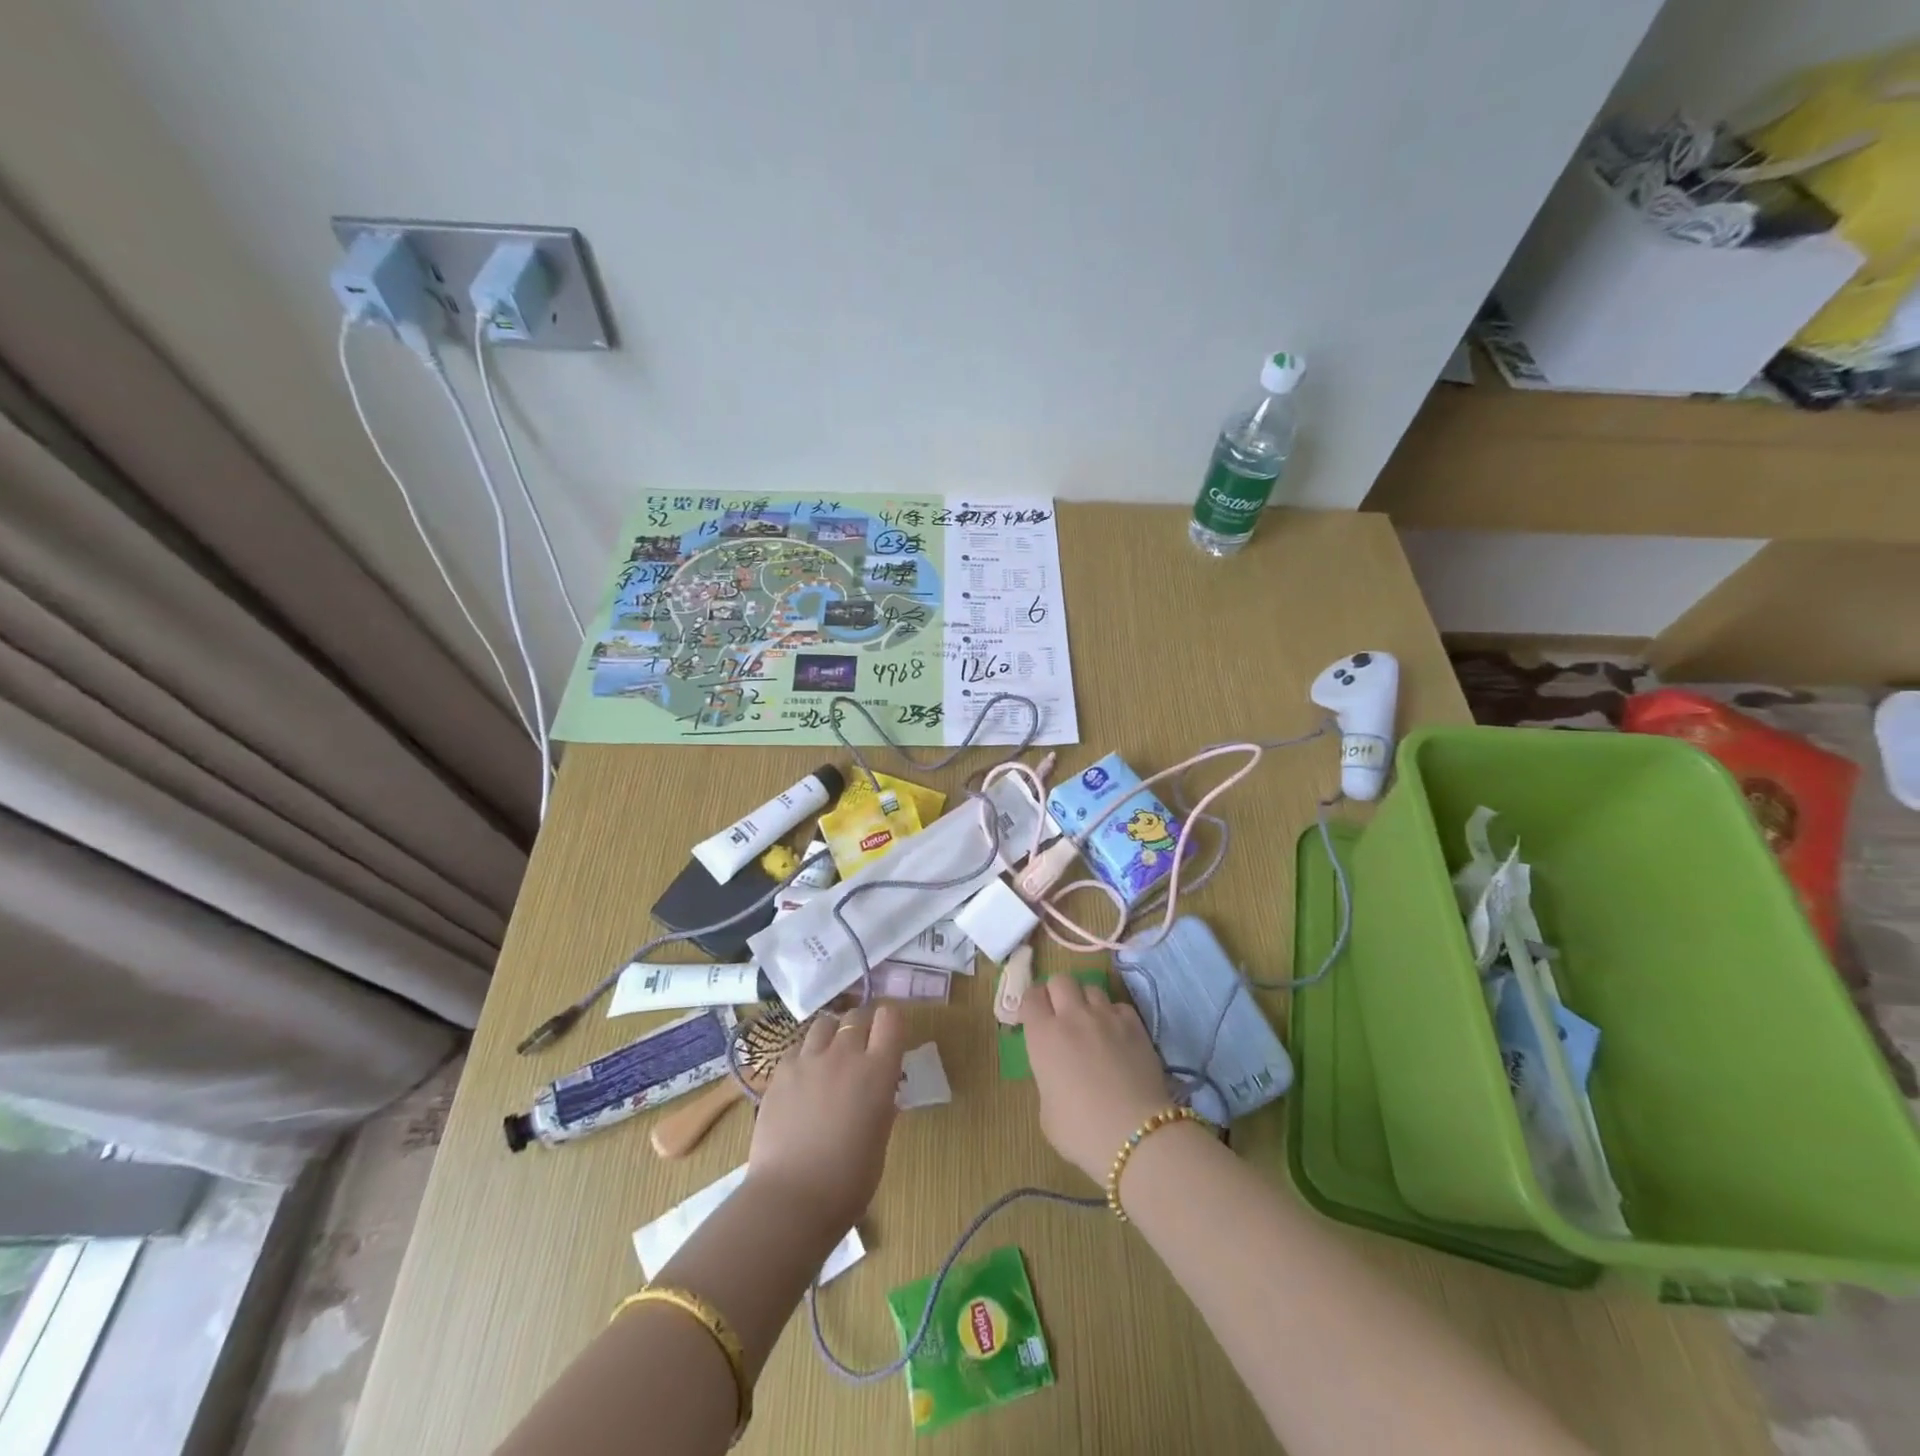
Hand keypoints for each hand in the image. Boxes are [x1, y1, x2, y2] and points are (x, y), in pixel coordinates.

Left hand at [746, 1004, 906, 1233]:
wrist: (791, 1199)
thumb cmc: (848, 1181)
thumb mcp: (879, 1139)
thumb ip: (881, 1105)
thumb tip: (880, 1092)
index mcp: (877, 1071)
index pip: (890, 1018)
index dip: (891, 1024)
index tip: (889, 1039)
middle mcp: (844, 1055)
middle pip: (857, 1016)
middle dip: (862, 1027)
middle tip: (861, 1051)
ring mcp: (809, 1060)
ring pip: (824, 1024)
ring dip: (832, 1035)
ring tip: (829, 1058)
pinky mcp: (780, 1072)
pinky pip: (797, 1048)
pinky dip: (805, 1056)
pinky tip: (803, 1079)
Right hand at [1020, 976, 1171, 1183]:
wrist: (1135, 1135)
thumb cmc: (1081, 1132)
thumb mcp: (1047, 1112)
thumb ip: (1047, 1080)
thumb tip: (1057, 1074)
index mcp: (1043, 1035)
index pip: (1031, 996)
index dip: (1032, 1005)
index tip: (1034, 1019)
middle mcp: (1072, 1016)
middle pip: (1060, 981)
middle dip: (1057, 994)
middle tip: (1061, 1017)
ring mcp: (1106, 1016)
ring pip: (1091, 988)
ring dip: (1086, 1002)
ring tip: (1091, 1024)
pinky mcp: (1135, 1024)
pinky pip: (1118, 1006)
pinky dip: (1114, 1016)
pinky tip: (1117, 1036)